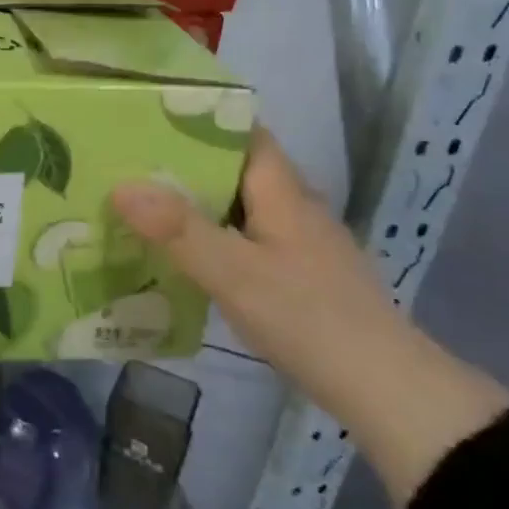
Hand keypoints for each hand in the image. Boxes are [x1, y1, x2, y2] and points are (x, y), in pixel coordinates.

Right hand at [111, 127, 508, 508]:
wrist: (387, 391)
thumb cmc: (307, 318)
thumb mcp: (233, 273)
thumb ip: (177, 229)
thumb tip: (122, 185)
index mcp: (284, 192)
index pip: (245, 134)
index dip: (202, 119)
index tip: (152, 118)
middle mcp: (297, 207)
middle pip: (239, 169)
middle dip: (188, 164)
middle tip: (131, 164)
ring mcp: (304, 244)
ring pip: (243, 206)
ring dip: (199, 202)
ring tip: (146, 205)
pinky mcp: (304, 276)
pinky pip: (250, 238)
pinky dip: (216, 236)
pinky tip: (187, 255)